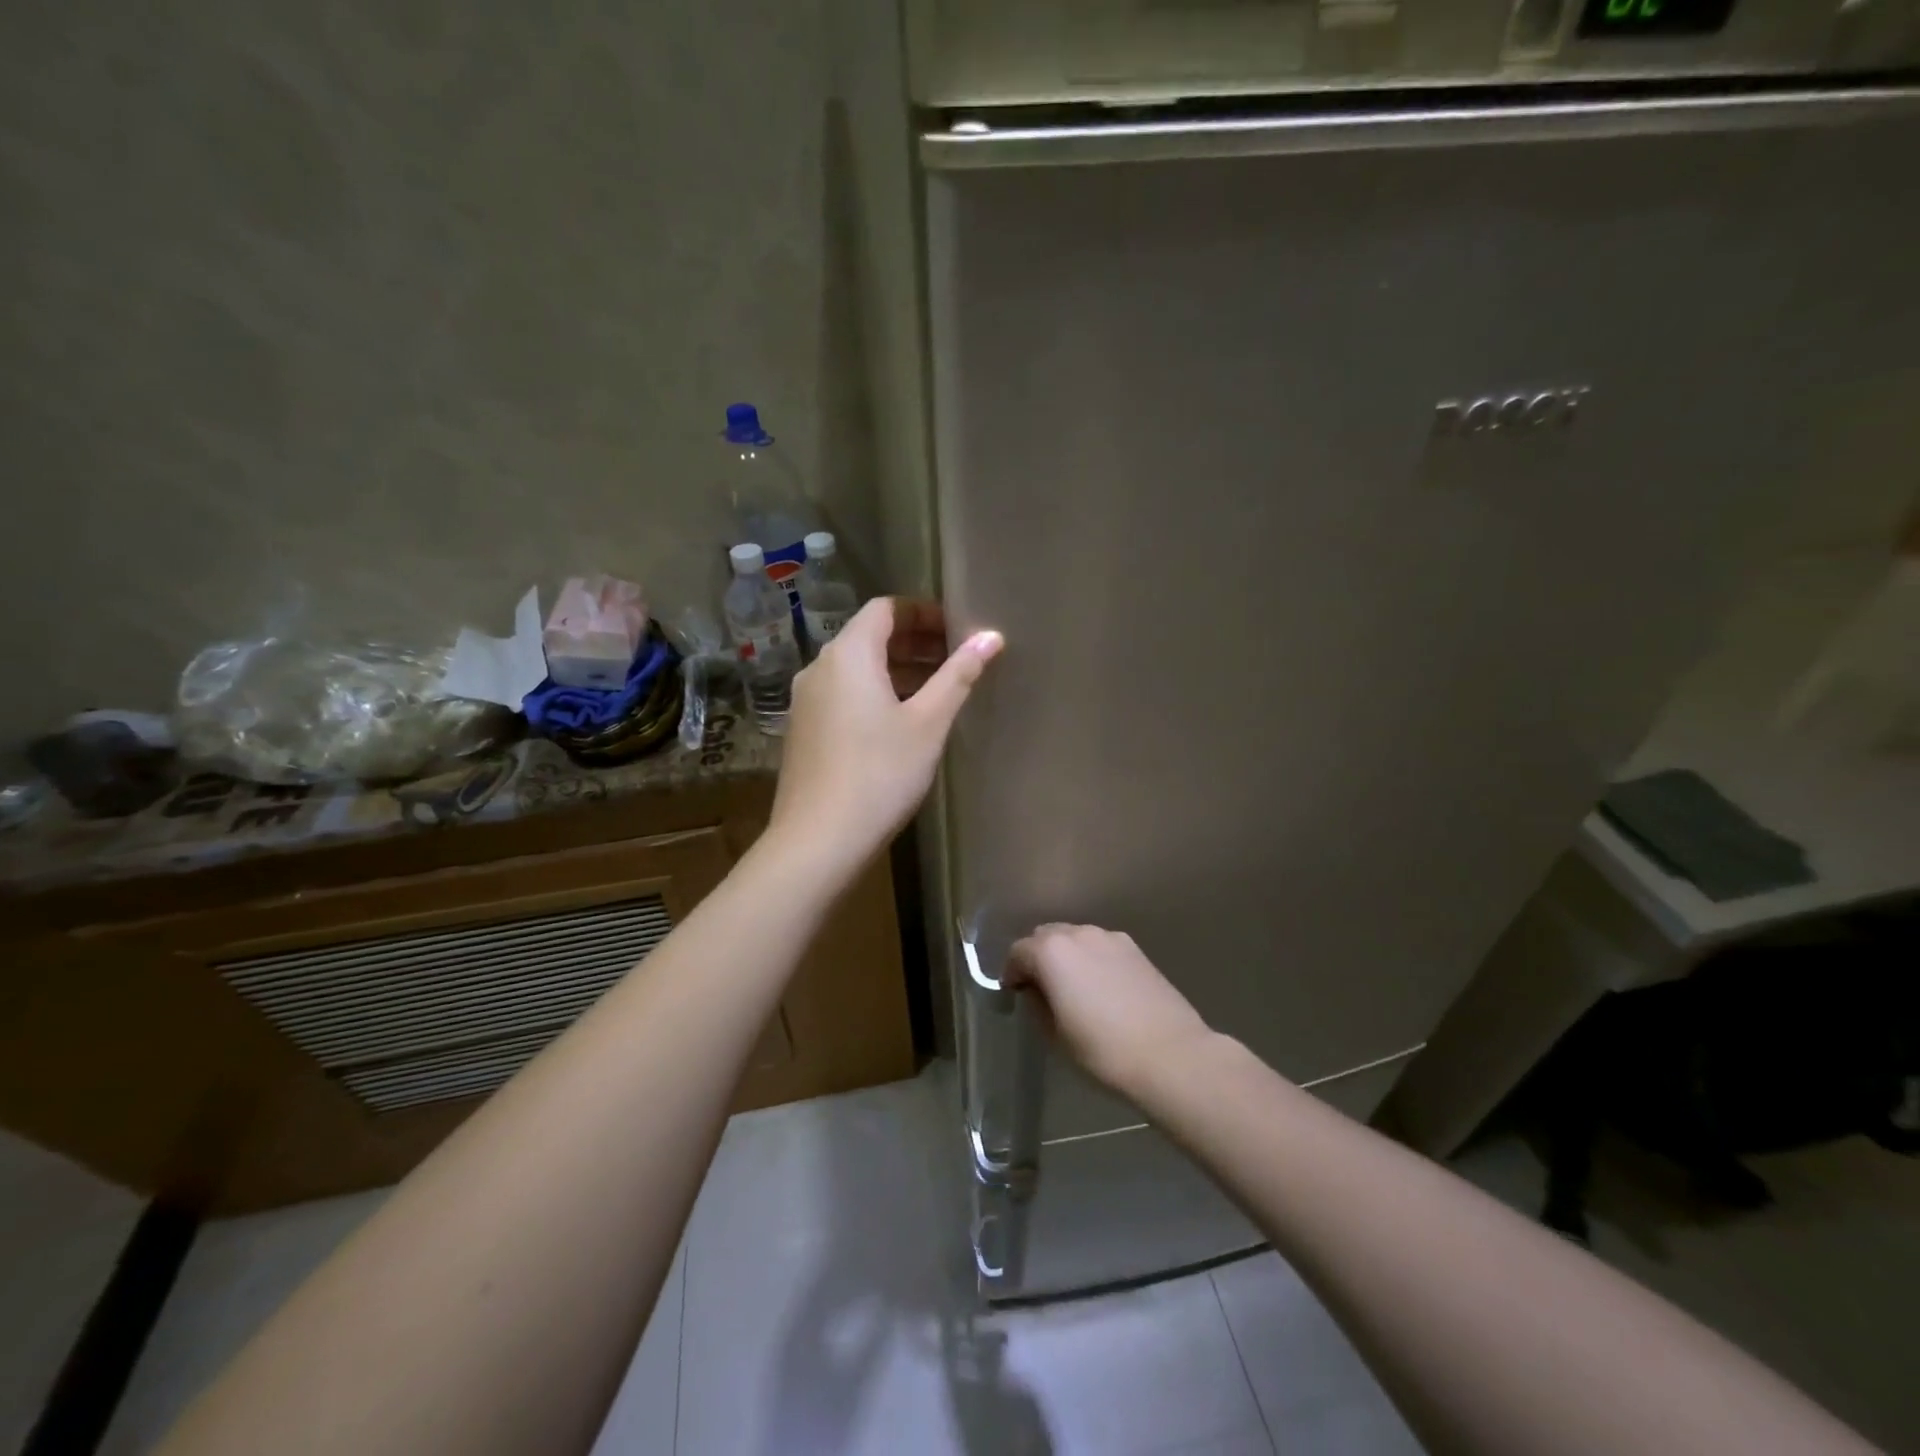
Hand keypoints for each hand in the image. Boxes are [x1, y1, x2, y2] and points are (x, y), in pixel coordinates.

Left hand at [769, 597, 1002, 873]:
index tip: (957, 630)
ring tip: (937, 692)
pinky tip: (901, 723)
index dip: (923, 612)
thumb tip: (990, 637)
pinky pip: (843, 695)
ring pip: (856, 669)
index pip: (886, 608)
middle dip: (914, 641)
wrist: (818, 841)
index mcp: (848, 655)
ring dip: (896, 670)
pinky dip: (874, 694)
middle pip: (869, 636)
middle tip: (955, 660)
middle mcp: (820, 668)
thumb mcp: (928, 723)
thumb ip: (958, 675)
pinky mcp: (804, 731)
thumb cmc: (880, 774)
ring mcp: (806, 701)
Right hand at [1005, 925, 1214, 1094]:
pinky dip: (1092, 959)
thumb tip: (1038, 992)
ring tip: (1073, 988)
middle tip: (1041, 990)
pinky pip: (1101, 946)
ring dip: (1066, 956)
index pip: (1018, 953)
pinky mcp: (1135, 949)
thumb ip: (1038, 1005)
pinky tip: (1101, 988)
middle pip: (1046, 936)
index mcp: (1052, 952)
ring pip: (1075, 938)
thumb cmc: (1103, 1050)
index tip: (1015, 995)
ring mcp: (1110, 938)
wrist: (1170, 1055)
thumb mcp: (1055, 1036)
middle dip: (1038, 958)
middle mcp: (1079, 933)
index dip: (1012, 974)